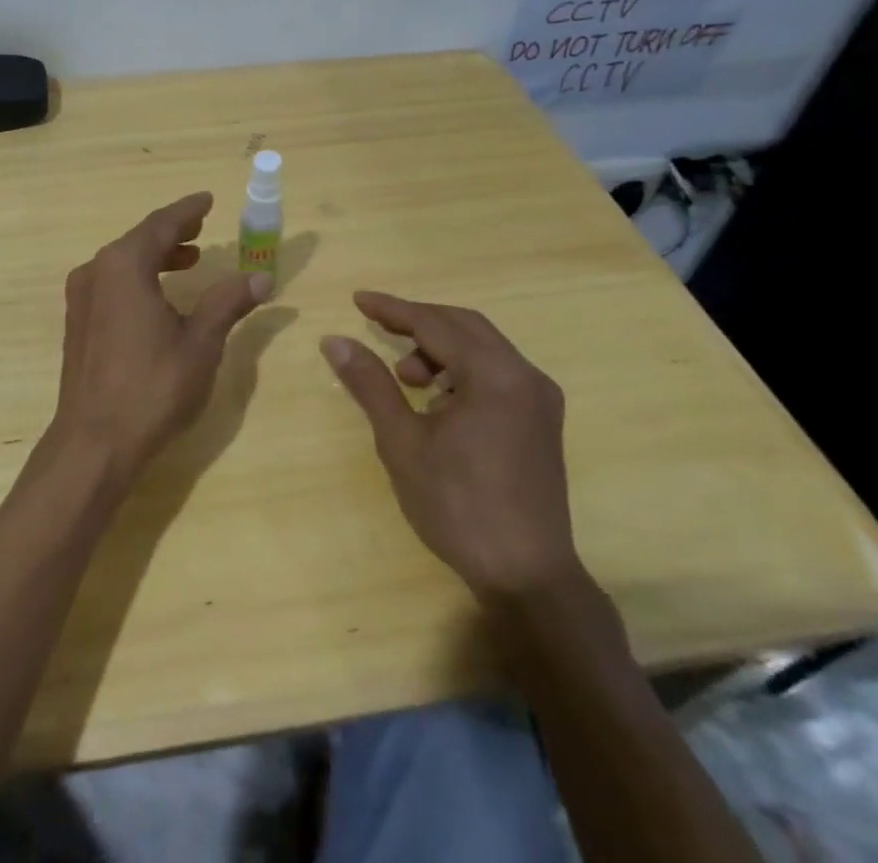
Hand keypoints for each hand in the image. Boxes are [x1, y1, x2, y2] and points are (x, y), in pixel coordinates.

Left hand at [52, 193, 272, 481]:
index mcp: (123, 265)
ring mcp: (81, 298)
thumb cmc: (152, 387)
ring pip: (123, 262)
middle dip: (172, 233)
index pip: (161, 225)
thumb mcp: (200, 343)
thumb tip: (261, 277)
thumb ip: (228, 303)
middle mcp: (96, 271)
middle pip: (138, 240)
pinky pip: (111, 283)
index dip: (187, 210)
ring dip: (156, 256)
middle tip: (201, 227)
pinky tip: (158, 297)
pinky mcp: (78, 323)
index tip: (207, 199)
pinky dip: (138, 278)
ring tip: (188, 260)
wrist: (94, 442)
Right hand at [320, 292, 582, 603]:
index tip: (357, 300)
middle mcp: (525, 375)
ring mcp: (540, 399)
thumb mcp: (402, 441)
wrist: (527, 577)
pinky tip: (438, 402)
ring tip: (407, 380)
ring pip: (483, 348)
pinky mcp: (542, 421)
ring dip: (440, 349)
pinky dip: (462, 371)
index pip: (435, 323)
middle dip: (418, 323)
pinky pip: (496, 373)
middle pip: (464, 326)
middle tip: (377, 328)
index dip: (393, 309)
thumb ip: (370, 383)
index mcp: (495, 375)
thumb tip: (334, 340)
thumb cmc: (458, 505)